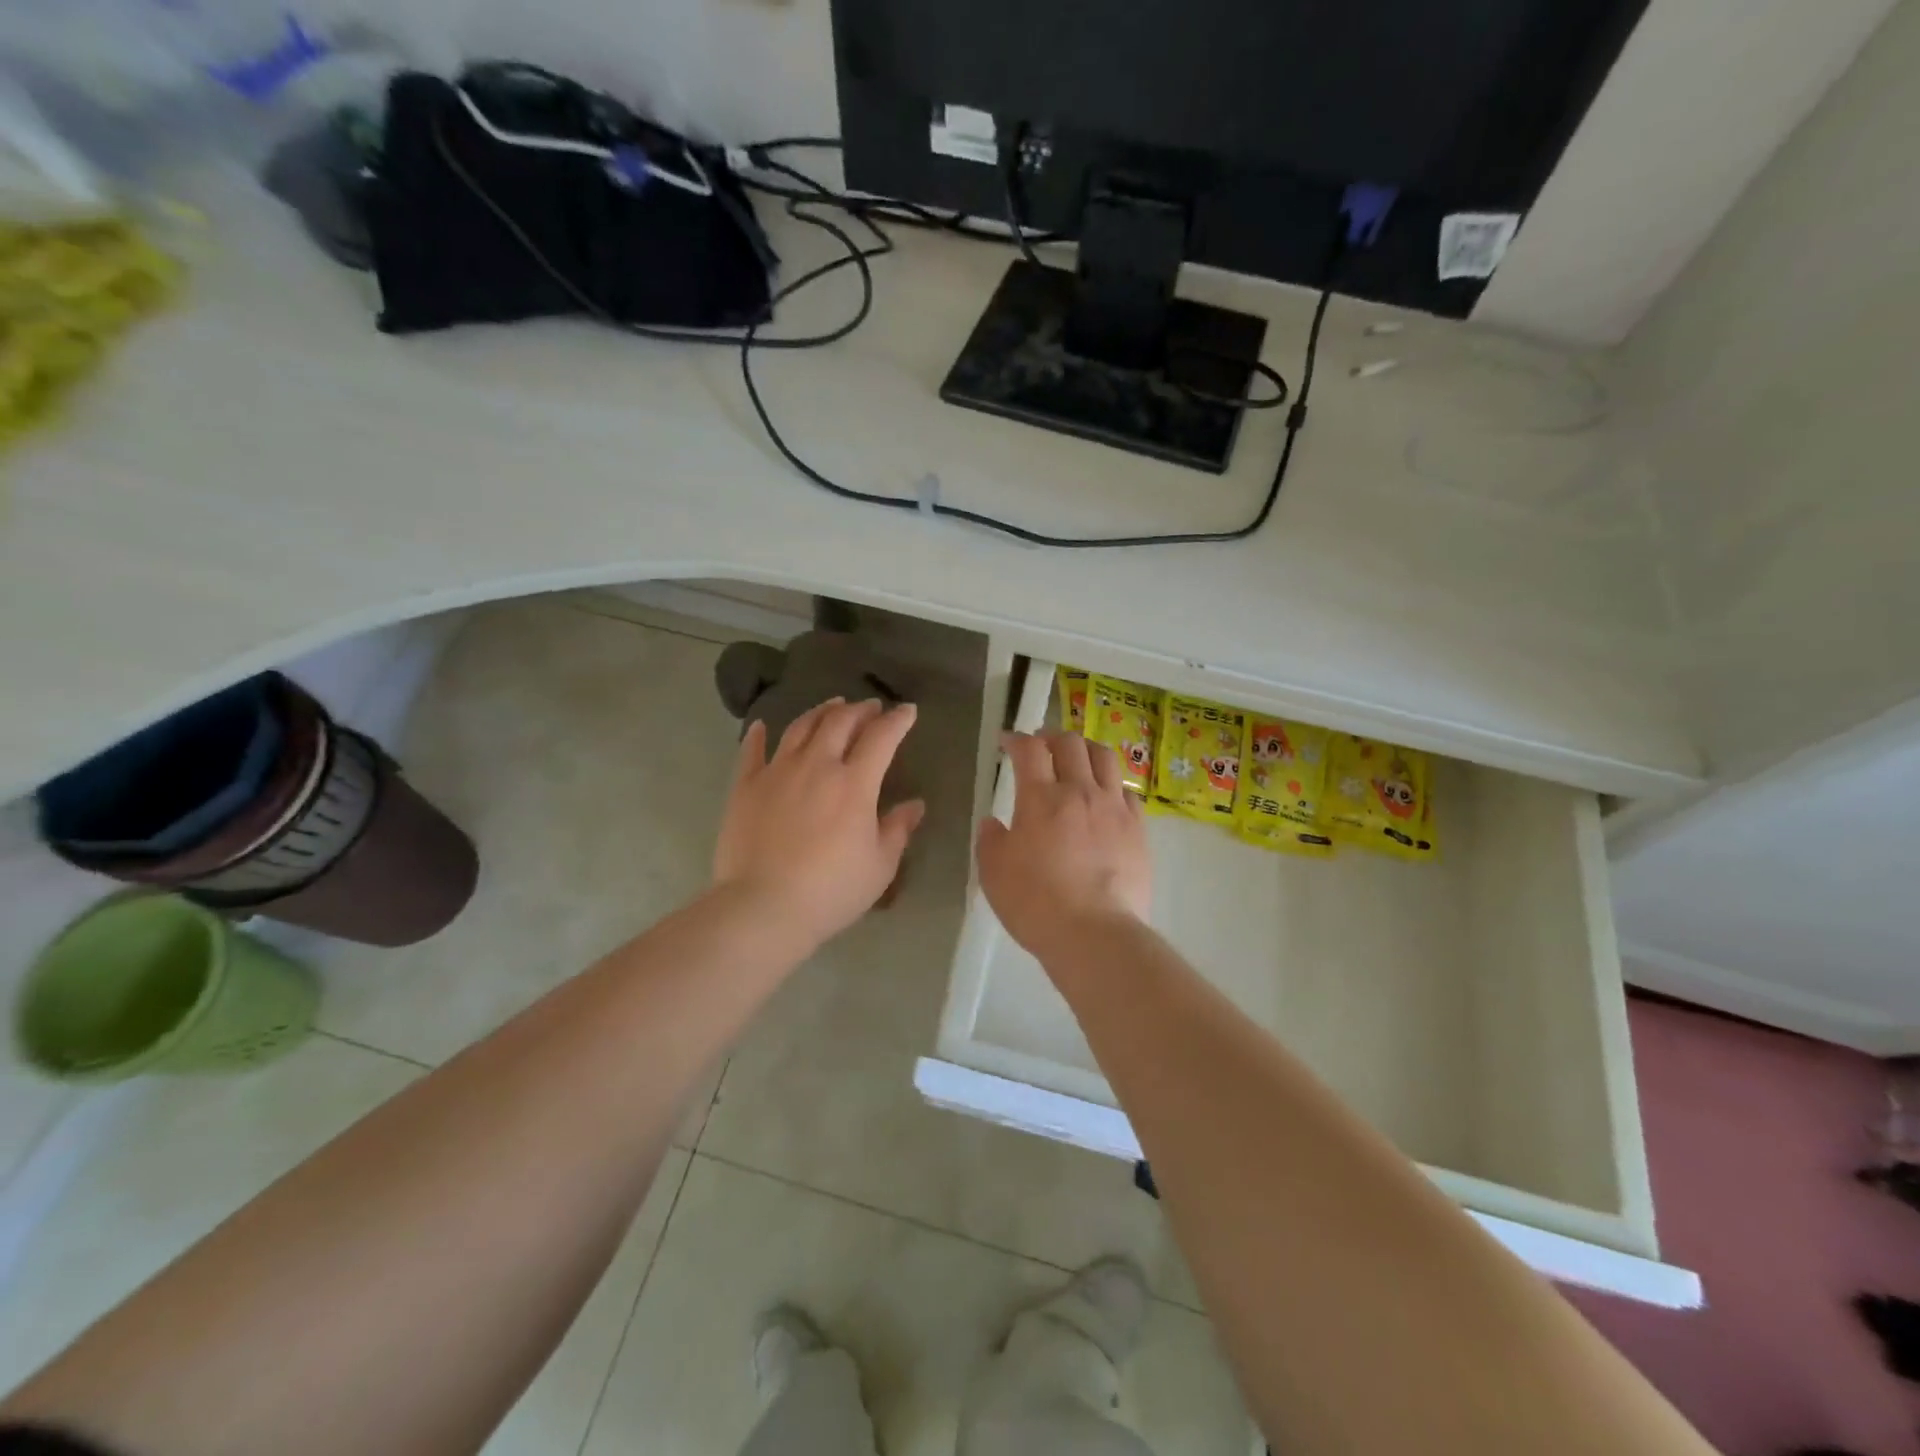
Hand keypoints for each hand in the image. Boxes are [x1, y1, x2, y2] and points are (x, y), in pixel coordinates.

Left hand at [713, 698, 925, 953]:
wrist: (764, 907)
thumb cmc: (831, 891)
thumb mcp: (879, 866)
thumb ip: (898, 829)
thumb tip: (915, 805)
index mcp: (855, 783)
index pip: (881, 738)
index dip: (898, 720)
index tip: (908, 711)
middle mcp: (817, 766)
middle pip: (840, 723)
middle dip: (861, 710)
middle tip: (871, 707)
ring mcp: (777, 772)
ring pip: (801, 728)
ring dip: (821, 712)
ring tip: (833, 706)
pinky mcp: (745, 787)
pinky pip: (752, 751)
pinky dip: (759, 735)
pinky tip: (763, 725)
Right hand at [976, 731, 1151, 965]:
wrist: (1094, 933)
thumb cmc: (1035, 902)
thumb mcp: (993, 872)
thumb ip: (991, 840)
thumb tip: (994, 823)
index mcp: (1040, 797)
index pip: (1029, 750)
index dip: (1016, 739)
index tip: (1007, 742)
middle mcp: (1080, 791)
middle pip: (1070, 743)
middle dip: (1051, 737)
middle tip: (1041, 746)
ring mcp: (1114, 808)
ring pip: (1105, 758)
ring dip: (1086, 749)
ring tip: (1078, 758)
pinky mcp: (1138, 829)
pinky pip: (1128, 792)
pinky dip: (1112, 785)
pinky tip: (1106, 797)